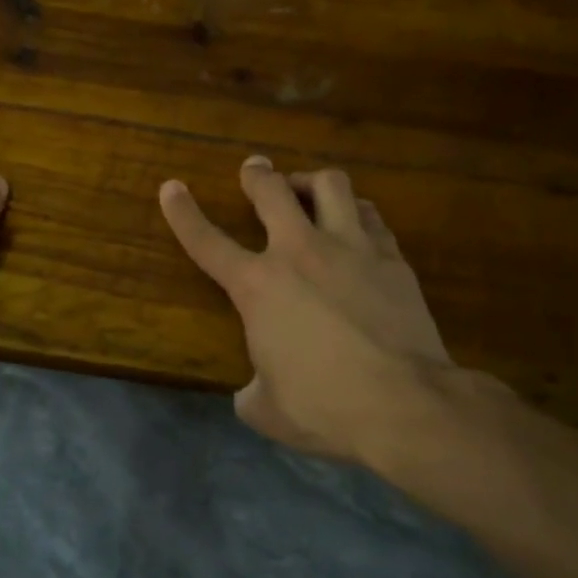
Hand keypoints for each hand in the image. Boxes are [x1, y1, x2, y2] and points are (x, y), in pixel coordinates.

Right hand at [159, 156, 452, 462]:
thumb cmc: (324, 407)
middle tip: (255, 169)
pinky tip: (356, 224)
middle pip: (273, 191)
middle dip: (257, 174)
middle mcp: (300, 252)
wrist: (405, 405)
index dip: (183, 212)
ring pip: (331, 184)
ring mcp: (351, 248)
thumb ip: (251, 391)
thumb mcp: (266, 409)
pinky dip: (355, 213)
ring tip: (309, 191)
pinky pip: (371, 216)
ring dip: (312, 182)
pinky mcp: (392, 258)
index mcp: (257, 287)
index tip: (171, 188)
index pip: (207, 241)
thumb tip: (253, 391)